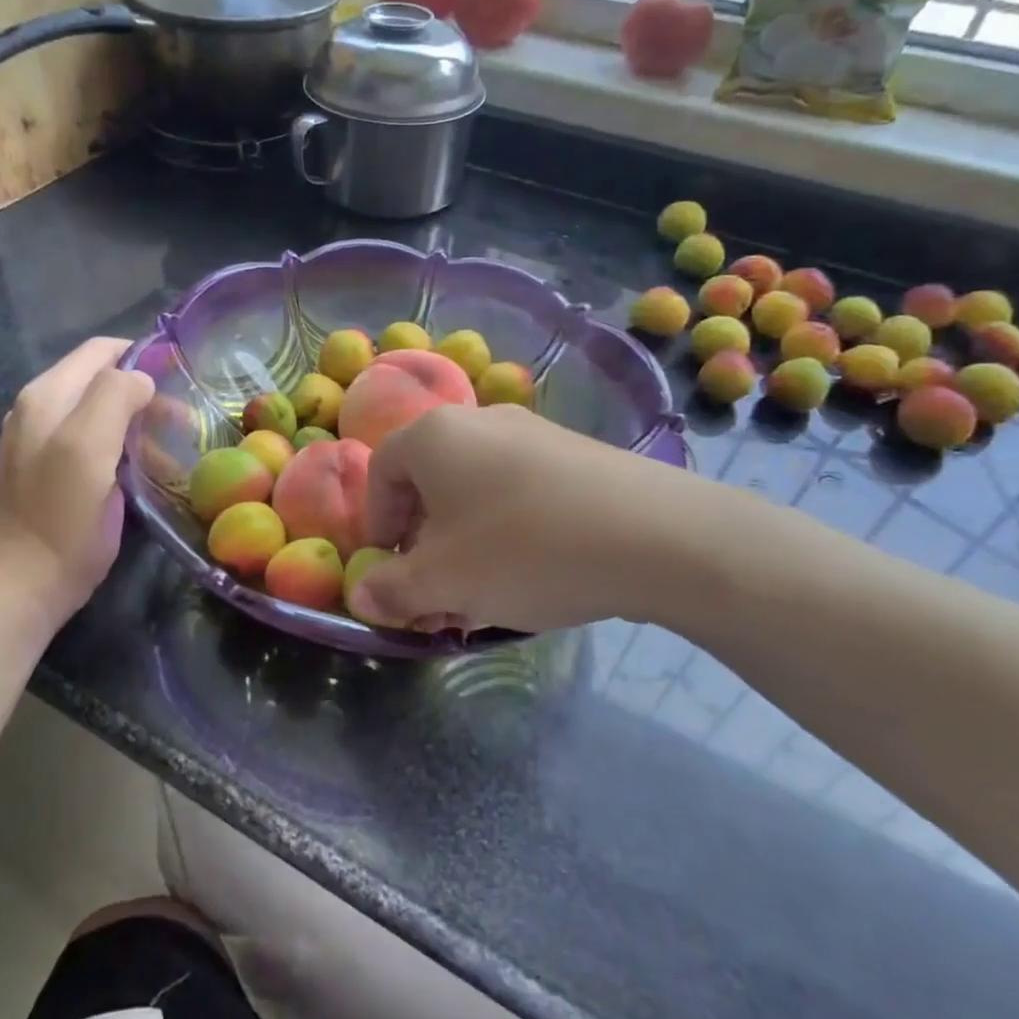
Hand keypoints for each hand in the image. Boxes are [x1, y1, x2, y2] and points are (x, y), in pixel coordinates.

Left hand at [0, 338, 154, 616]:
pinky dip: (125, 448)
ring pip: (103, 413)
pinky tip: (147, 470)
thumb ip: (114, 397)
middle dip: (146, 395)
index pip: (100, 351)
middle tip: (184, 422)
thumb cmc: (62, 514)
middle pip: (103, 381)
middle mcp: (41, 410)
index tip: (181, 378)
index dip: (142, 356)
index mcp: (47, 395)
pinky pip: (95, 443)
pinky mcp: (54, 471)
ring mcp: (44, 442)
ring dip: (140, 425)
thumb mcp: (88, 446)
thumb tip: (141, 379)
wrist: (26, 582)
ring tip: (173, 451)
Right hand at [353, 403, 726, 634]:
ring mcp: (534, 433)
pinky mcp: (576, 455)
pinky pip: (519, 492)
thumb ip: (391, 589)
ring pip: (475, 491)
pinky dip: (508, 532)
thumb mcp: (444, 581)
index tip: (391, 571)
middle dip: (423, 544)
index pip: (380, 472)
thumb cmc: (524, 549)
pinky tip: (533, 575)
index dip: (377, 526)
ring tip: (483, 597)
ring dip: (465, 544)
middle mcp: (480, 421)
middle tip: (436, 594)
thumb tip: (360, 598)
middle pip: (429, 483)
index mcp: (435, 436)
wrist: (658, 535)